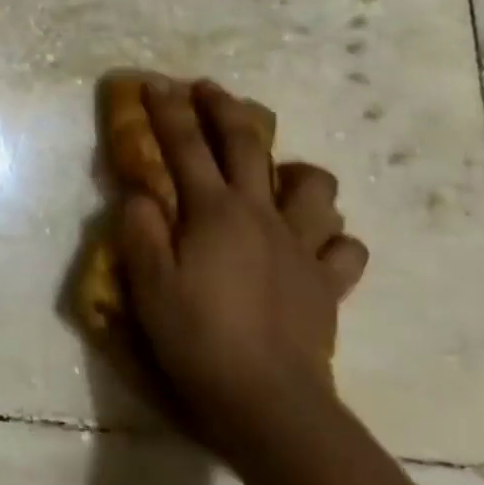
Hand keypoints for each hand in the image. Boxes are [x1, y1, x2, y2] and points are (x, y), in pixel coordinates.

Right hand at [117, 80, 368, 455]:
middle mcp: (262, 215)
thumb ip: (140, 230)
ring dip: (295, 170)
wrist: (268, 401)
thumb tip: (139, 194)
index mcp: (214, 212)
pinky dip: (331, 237)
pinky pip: (344, 247)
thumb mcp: (148, 284)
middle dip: (225, 110)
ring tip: (277, 175)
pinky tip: (315, 243)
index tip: (155, 83)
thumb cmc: (197, 338)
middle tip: (208, 89)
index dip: (168, 111)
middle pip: (248, 145)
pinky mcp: (328, 284)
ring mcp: (302, 247)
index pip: (185, 146)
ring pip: (314, 187)